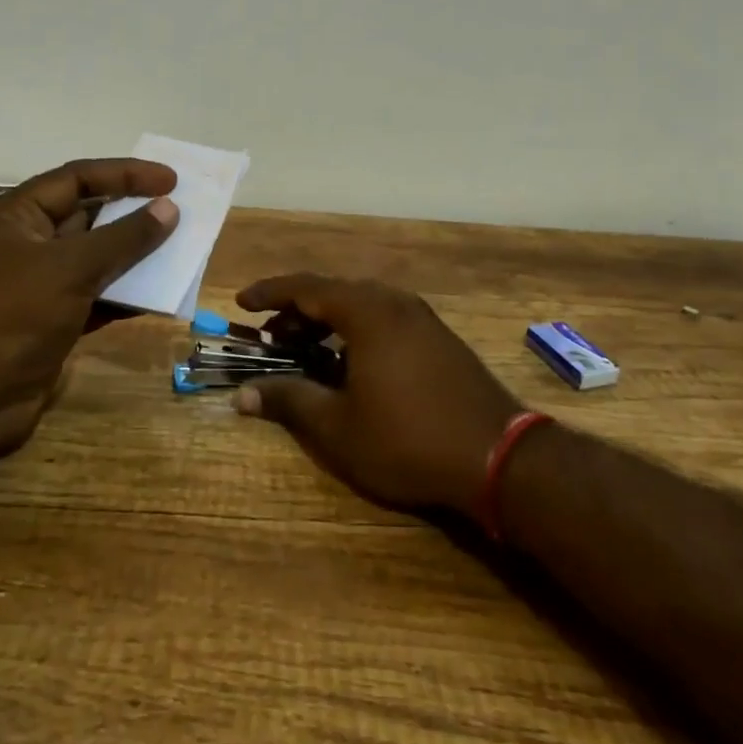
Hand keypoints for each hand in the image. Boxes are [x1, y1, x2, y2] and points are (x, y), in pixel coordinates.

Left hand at [0, 158, 178, 468]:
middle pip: (89, 215)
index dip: (126, 174)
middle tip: (180, 209)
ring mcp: (40, 284)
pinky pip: (98, 295)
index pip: (78, 179)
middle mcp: (28, 243)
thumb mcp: (71, 267)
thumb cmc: (13, 316)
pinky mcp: (54, 320)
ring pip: (97, 257)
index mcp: (18, 216)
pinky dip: (126, 293)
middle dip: (133, 212)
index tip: (171, 180)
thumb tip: (169, 209)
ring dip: (135, 254)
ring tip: (181, 248)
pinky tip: (161, 293)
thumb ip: (124, 237)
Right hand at [231, 273, 524, 515]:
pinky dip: (356, 330)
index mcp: (367, 311)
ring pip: (362, 305)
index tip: (242, 302)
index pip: (306, 287)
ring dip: (328, 321)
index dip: (270, 292)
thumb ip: (288, 401)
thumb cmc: (408, 439)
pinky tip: (351, 364)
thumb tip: (242, 395)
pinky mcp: (440, 338)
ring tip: (305, 349)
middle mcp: (395, 302)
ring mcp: (422, 318)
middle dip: (298, 311)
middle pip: (334, 292)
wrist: (500, 457)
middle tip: (272, 337)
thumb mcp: (338, 426)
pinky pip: (385, 319)